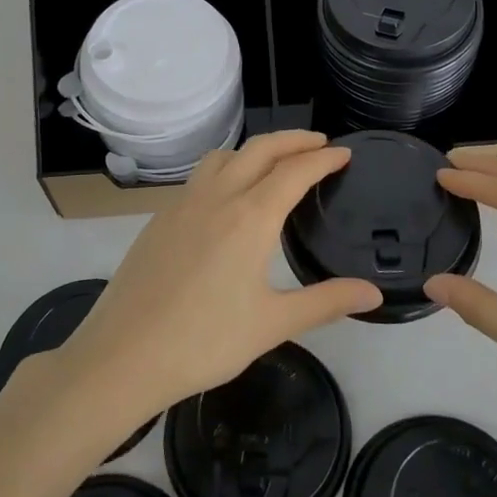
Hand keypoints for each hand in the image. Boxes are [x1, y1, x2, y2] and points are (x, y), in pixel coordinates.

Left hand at [56, 132, 382, 425]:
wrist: (122, 356)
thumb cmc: (204, 341)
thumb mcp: (273, 324)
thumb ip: (326, 302)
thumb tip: (374, 294)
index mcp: (250, 217)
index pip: (295, 171)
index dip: (323, 158)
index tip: (344, 153)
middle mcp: (217, 197)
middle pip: (260, 149)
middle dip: (293, 139)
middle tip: (318, 144)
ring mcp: (182, 205)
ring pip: (224, 156)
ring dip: (255, 150)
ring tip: (274, 163)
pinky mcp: (159, 219)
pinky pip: (200, 177)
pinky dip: (226, 169)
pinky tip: (227, 198)